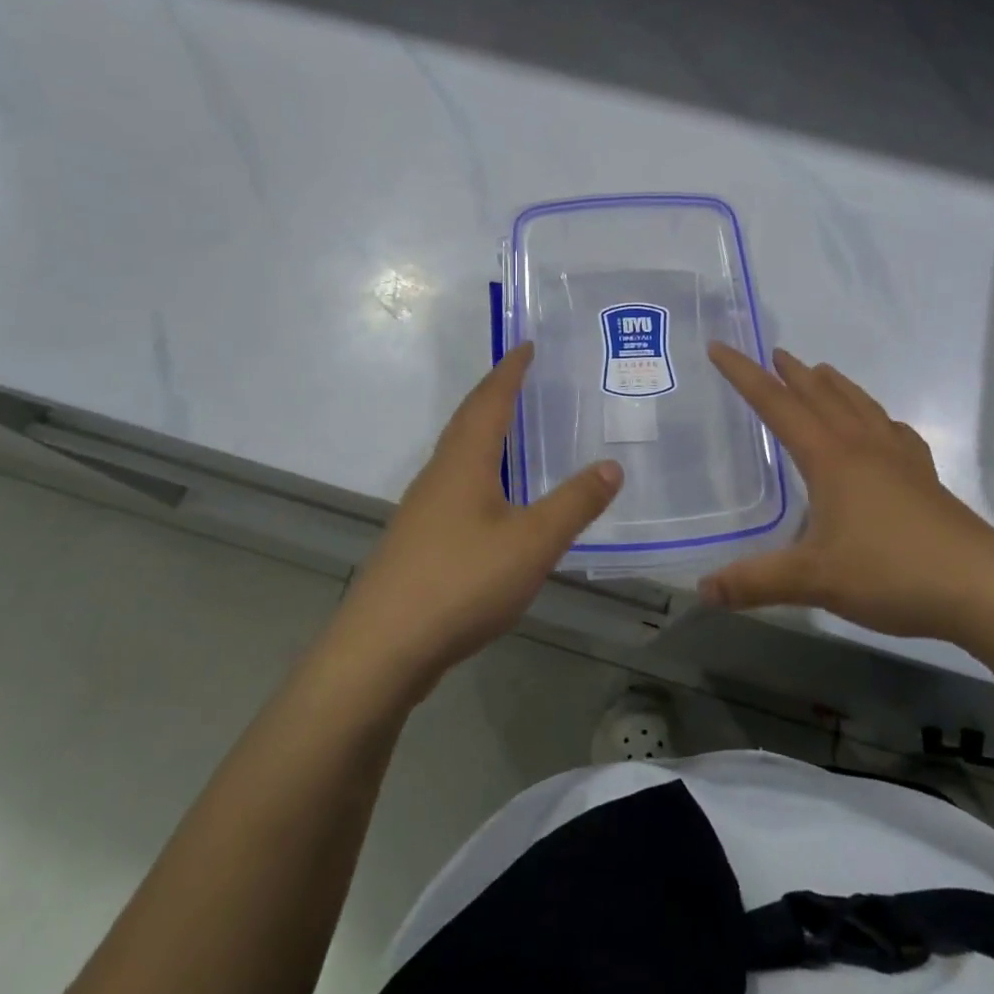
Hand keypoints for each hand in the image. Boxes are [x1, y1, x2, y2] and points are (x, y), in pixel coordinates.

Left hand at [321, 343, 622, 702]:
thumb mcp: (532, 543)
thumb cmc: (461, 582)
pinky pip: (454, 486)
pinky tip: (493, 500)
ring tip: (514, 431)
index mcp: (464, 462)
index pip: (489, 400)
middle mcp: (438, 475)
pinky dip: (479, 472)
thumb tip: (611, 465)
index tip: (527, 345)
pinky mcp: (418, 542)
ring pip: (458, 455)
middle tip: (525, 378)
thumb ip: (574, 504)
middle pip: (468, 421)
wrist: (382, 649)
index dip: (510, 371)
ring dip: (485, 433)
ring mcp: (422, 510)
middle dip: (496, 395)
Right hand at [700, 344, 993, 642]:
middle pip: (821, 396)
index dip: (745, 375)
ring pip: (859, 406)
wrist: (982, 587)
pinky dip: (877, 418)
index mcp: (830, 458)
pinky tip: (882, 428)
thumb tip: (703, 590)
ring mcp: (899, 459)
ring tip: (821, 371)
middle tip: (774, 353)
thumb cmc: (892, 572)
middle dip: (792, 373)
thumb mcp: (814, 580)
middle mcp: (862, 447)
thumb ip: (756, 582)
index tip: (721, 347)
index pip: (777, 405)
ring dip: (834, 386)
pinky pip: (894, 432)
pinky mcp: (925, 478)